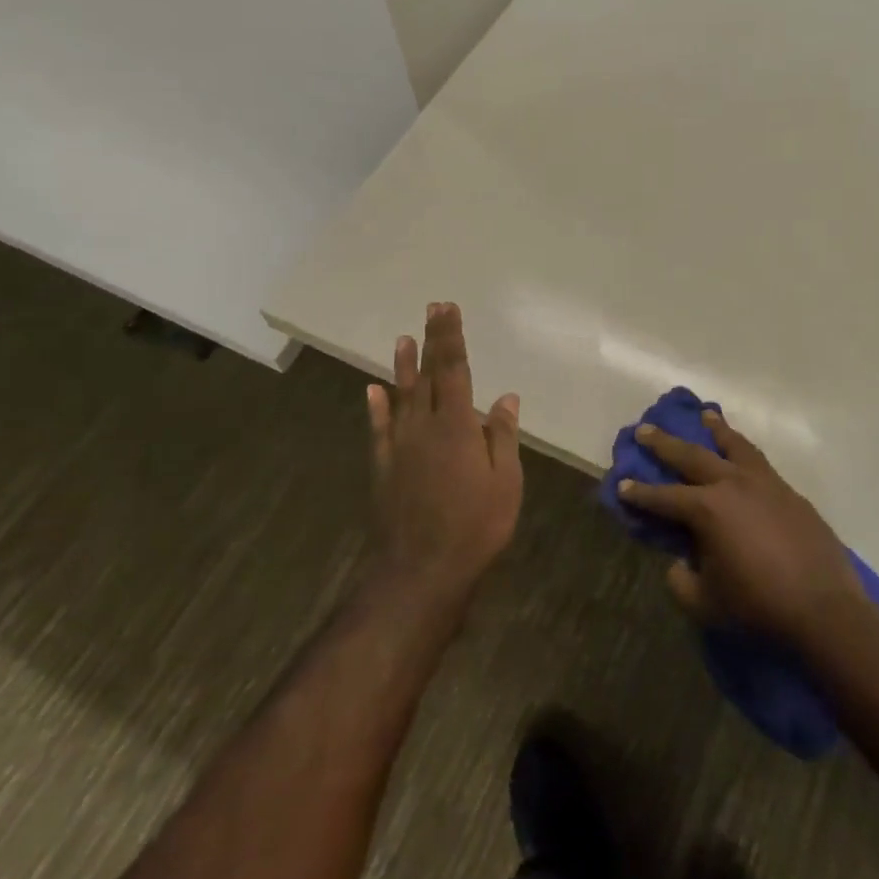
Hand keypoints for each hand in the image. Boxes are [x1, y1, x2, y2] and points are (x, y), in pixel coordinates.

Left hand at [366, 303, 522, 602]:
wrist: (421, 570)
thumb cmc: (475, 525)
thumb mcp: (506, 482)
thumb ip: (501, 435)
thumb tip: (504, 397)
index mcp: (456, 425)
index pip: (453, 369)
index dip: (450, 337)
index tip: (447, 309)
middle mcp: (423, 426)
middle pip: (426, 375)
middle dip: (430, 341)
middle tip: (431, 310)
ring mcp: (398, 446)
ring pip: (400, 396)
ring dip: (402, 367)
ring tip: (402, 340)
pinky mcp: (383, 467)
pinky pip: (378, 429)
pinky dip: (376, 408)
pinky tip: (372, 392)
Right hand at [623, 412, 860, 645]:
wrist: (824, 609)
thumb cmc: (758, 606)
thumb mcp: (706, 603)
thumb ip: (682, 580)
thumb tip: (679, 563)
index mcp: (707, 509)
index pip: (663, 497)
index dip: (639, 493)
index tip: (621, 484)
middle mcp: (733, 485)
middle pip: (692, 456)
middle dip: (665, 444)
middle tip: (645, 429)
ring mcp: (765, 484)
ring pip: (735, 446)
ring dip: (716, 430)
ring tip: (705, 415)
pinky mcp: (790, 493)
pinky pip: (760, 462)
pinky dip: (745, 451)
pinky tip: (742, 455)